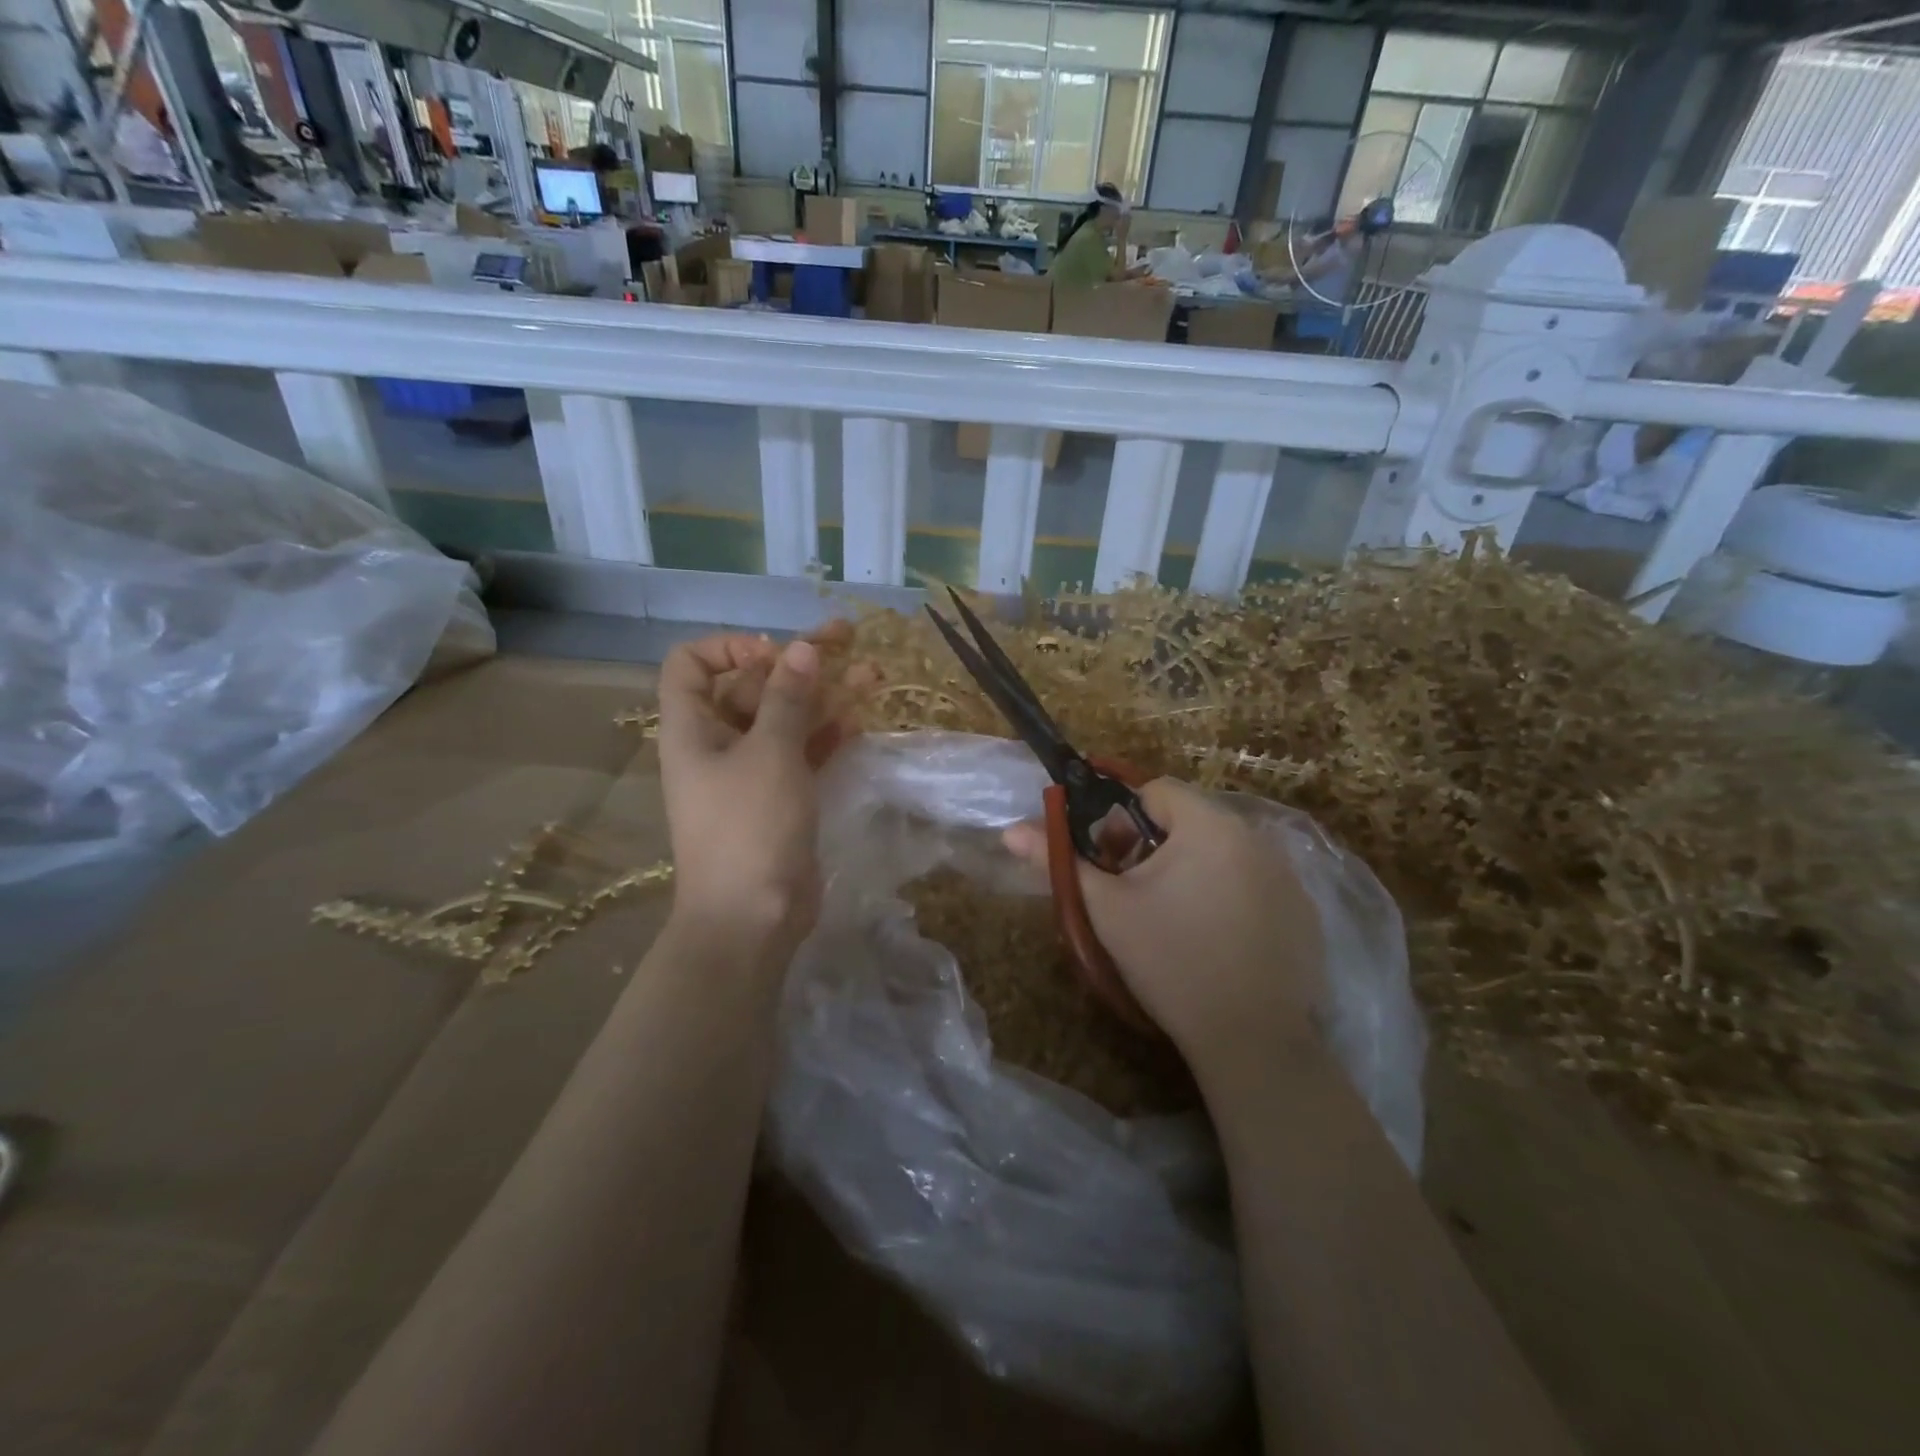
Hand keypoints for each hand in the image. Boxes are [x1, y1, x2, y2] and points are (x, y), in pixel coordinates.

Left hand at [656, 629, 865, 958]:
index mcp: (693, 727)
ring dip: (823, 696)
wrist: (752, 918)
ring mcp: (750, 772)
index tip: (774, 655)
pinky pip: (802, 753)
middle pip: (751, 686)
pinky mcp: (780, 797)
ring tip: (872, 675)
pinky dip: (826, 735)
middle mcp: (716, 743)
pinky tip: (859, 720)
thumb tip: (802, 648)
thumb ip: (788, 698)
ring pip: (785, 719)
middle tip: (847, 640)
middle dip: (798, 663)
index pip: (691, 663)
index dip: (730, 647)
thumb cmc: (749, 827)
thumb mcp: (770, 753)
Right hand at [1005, 779, 1324, 1066]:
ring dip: (1191, 870)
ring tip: (1174, 921)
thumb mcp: (1107, 909)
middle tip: (1136, 896)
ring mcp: (1288, 875)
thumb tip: (1010, 831)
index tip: (1111, 864)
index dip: (1121, 821)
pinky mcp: (1304, 911)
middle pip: (1189, 820)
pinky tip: (1217, 941)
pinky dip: (1229, 895)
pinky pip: (1253, 882)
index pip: (1155, 791)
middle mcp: (1257, 837)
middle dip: (1155, 847)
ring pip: (1221, 852)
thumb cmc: (1170, 962)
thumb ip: (1059, 861)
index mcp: (1210, 825)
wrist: (1251, 1041)